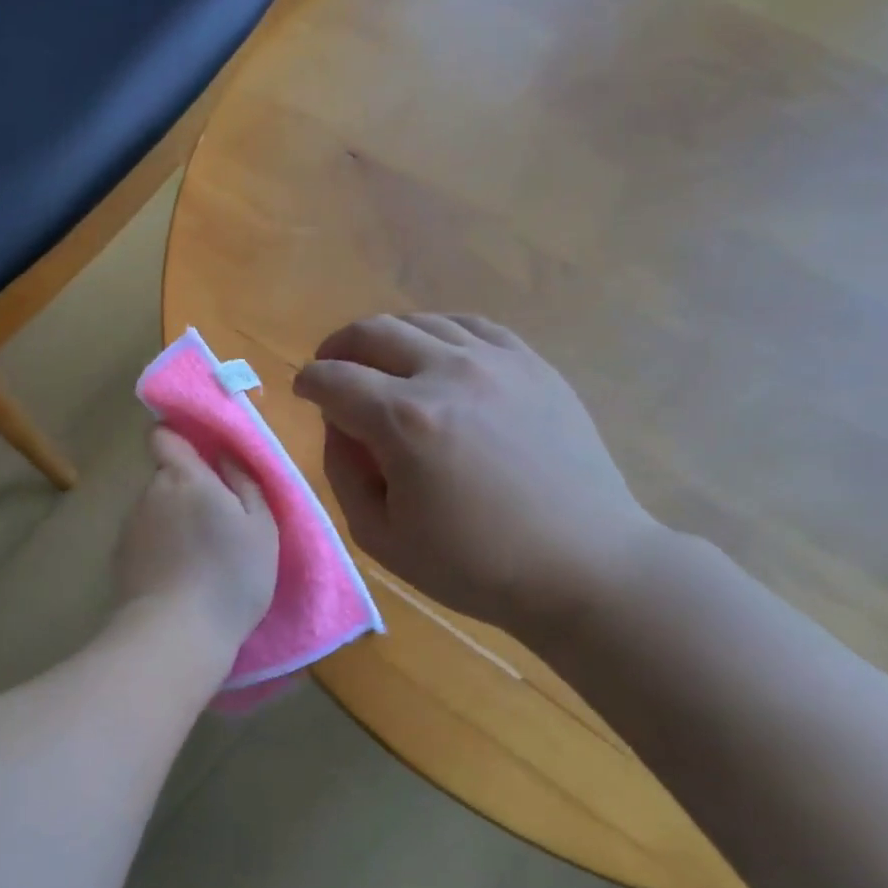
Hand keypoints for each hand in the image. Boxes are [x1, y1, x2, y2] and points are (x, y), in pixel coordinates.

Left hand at [115, 427, 278, 655]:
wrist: (176, 634)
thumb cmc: (230, 575)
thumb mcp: (260, 527)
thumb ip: (244, 482)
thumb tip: (226, 454)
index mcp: (184, 477)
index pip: (163, 436)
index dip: (178, 439)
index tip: (201, 456)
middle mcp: (150, 493)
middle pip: (165, 477)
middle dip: (185, 489)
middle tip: (215, 522)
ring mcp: (130, 526)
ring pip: (154, 510)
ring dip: (172, 521)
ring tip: (198, 558)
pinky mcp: (119, 559)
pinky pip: (144, 540)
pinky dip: (159, 549)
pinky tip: (177, 578)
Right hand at [294, 315, 660, 633]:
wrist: (583, 565)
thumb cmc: (475, 564)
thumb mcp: (381, 537)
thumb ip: (342, 472)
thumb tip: (339, 424)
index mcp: (404, 420)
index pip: (333, 379)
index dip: (308, 381)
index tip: (303, 391)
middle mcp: (446, 373)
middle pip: (372, 332)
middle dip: (339, 347)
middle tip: (333, 368)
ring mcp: (495, 362)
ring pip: (421, 321)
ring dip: (386, 338)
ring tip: (381, 363)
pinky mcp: (532, 364)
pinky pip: (472, 325)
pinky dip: (439, 332)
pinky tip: (437, 354)